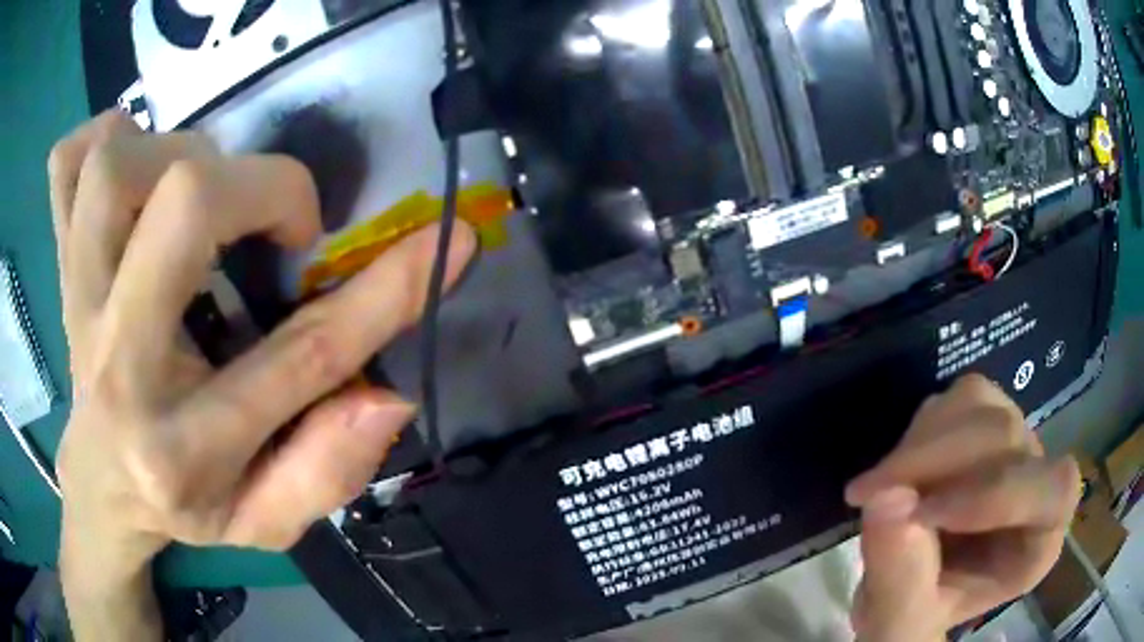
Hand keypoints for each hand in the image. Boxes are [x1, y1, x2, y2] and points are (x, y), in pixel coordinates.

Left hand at [49, 112, 474, 631]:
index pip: (302, 357)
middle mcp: (118, 361)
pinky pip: (67, 166)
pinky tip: (130, 175)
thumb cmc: (183, 505)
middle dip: (258, 189)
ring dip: (176, 155)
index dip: (389, 290)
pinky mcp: (61, 263)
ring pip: (116, 167)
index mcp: (182, 446)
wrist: (101, 487)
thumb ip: (329, 468)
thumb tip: (389, 392)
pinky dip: (99, 142)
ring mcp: (77, 301)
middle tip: (276, 223)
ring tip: (199, 195)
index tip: (447, 245)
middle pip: (184, 206)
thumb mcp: (266, 521)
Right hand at [845, 374, 1080, 641]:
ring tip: (879, 487)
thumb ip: (900, 583)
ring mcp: (1015, 445)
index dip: (998, 493)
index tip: (922, 514)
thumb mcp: (900, 626)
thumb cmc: (914, 619)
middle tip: (868, 496)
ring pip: (983, 405)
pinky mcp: (987, 421)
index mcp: (1038, 544)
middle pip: (1007, 436)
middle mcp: (1038, 483)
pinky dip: (921, 429)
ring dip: (922, 442)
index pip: (1054, 492)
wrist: (907, 594)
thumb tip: (885, 499)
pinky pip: (962, 398)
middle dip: (935, 463)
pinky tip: (899, 468)